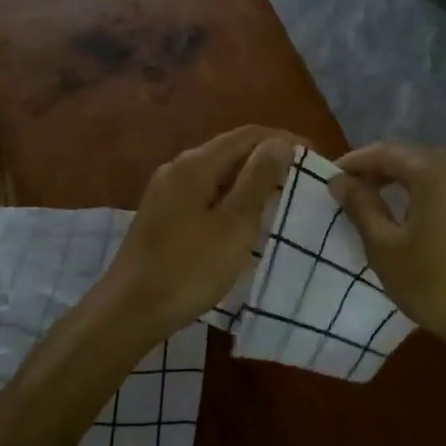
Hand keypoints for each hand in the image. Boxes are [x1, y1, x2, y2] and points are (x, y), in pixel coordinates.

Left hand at [95, 125, 297, 344]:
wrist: (130, 310)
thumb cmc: (188, 269)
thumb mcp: (233, 225)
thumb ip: (258, 180)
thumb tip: (280, 143)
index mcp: (195, 165)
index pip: (247, 136)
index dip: (283, 140)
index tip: (315, 157)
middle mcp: (177, 169)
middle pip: (230, 150)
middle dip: (268, 158)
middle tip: (302, 178)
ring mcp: (166, 192)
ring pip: (217, 173)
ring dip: (250, 179)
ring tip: (281, 196)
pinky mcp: (163, 215)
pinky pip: (205, 192)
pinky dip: (231, 197)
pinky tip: (245, 217)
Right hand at [329, 141, 445, 359]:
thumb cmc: (435, 285)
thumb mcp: (386, 248)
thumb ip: (361, 208)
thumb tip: (339, 181)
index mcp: (436, 174)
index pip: (387, 152)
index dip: (356, 161)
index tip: (331, 177)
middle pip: (414, 157)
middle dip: (380, 168)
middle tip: (352, 188)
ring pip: (436, 172)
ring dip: (405, 180)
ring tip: (379, 200)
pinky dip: (429, 193)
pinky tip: (416, 215)